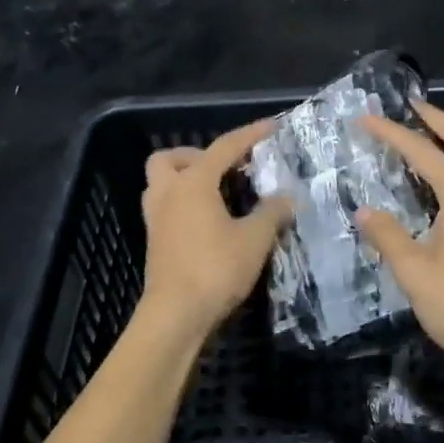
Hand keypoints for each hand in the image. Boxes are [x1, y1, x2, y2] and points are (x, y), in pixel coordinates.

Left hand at [140, 118, 293, 339]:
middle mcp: (169, 193)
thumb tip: (288, 198)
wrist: (176, 315)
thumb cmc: (215, 269)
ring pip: (161, 183)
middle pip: (171, 158)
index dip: (250, 135)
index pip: (223, 147)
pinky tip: (209, 221)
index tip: (271, 127)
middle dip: (196, 155)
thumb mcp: (254, 239)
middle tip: (226, 170)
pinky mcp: (155, 242)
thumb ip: (272, 213)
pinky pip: (165, 207)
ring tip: (216, 193)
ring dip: (184, 179)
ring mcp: (156, 218)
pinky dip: (184, 203)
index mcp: (192, 183)